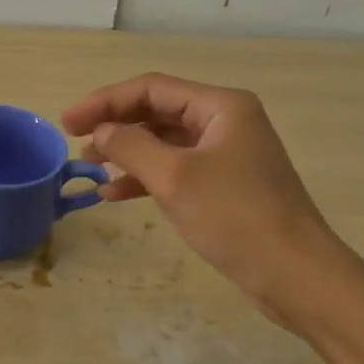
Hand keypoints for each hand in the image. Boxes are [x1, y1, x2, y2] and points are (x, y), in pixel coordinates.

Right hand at [61, 73, 348, 325]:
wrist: (295, 275)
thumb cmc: (235, 216)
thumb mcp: (174, 177)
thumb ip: (131, 146)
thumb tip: (101, 131)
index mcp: (221, 106)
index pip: (151, 88)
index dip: (104, 101)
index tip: (68, 121)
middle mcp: (225, 121)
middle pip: (157, 111)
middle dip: (114, 125)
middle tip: (74, 141)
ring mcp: (227, 154)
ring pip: (164, 141)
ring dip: (126, 152)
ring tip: (90, 167)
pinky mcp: (224, 184)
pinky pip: (176, 168)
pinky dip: (145, 177)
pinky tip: (115, 194)